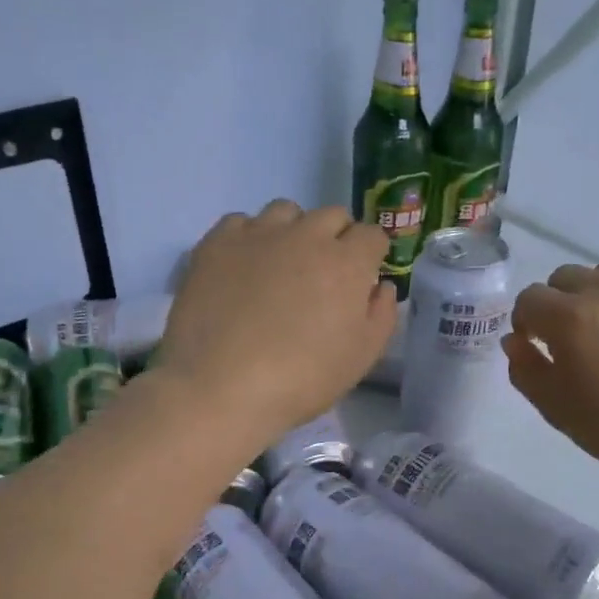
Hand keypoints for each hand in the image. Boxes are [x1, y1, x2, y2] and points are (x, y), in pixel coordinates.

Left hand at [158, 200, 396, 445]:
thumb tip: (379, 285)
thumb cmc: (302, 379)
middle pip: (332, 216)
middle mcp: (306, 236)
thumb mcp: (362, 358)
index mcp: (347, 263)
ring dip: (294, 230)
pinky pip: (241, 222)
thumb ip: (381, 314)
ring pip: (286, 211)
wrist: (221, 387)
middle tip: (324, 274)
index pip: (372, 235)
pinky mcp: (216, 244)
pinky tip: (244, 267)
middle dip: (337, 238)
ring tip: (282, 264)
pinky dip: (249, 237)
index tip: (362, 276)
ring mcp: (259, 235)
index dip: (371, 254)